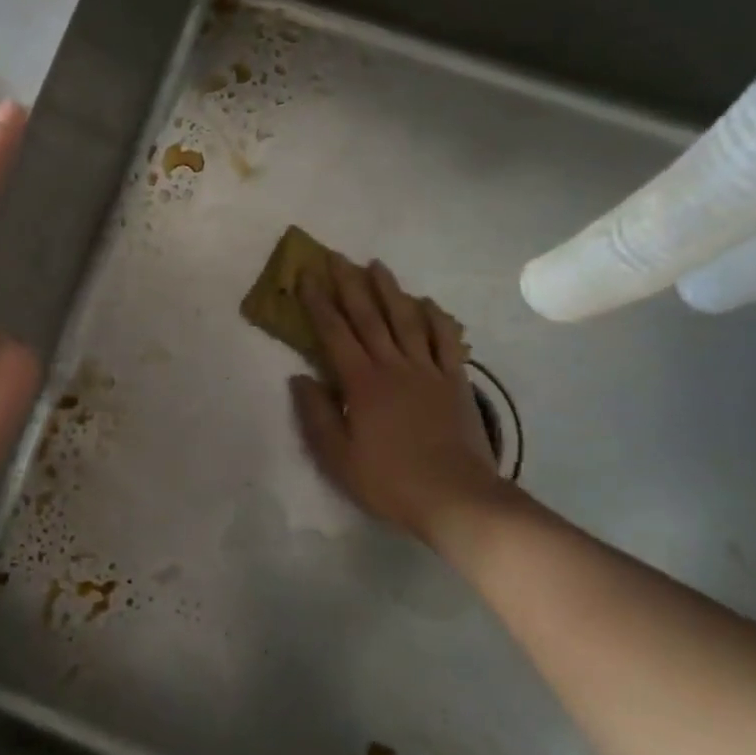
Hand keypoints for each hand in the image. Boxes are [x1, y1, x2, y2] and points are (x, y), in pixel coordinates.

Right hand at [289, 256, 512, 545]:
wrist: (457, 498)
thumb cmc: (390, 481)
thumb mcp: (339, 458)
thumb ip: (316, 415)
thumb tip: (299, 378)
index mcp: (362, 382)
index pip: (334, 333)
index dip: (318, 303)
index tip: (306, 276)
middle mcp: (393, 365)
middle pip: (369, 316)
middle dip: (349, 283)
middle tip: (336, 256)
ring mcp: (428, 370)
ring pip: (406, 319)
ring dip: (389, 290)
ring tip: (376, 265)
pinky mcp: (455, 381)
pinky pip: (445, 340)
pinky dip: (436, 318)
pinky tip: (427, 303)